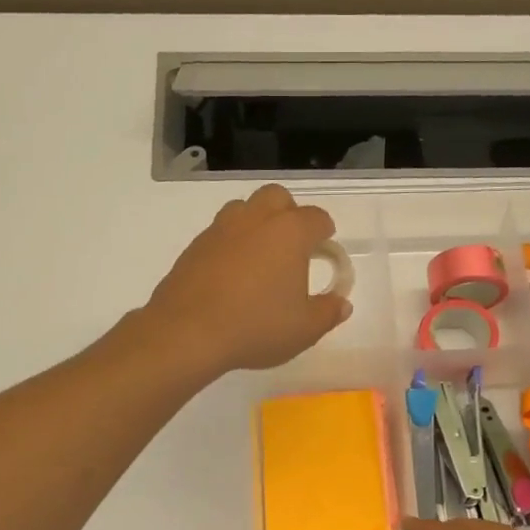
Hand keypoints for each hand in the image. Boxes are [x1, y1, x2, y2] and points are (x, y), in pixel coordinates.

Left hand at [143, 184, 350, 378]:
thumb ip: (328, 312)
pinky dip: (231, 244)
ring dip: (257, 223)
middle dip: (289, 214)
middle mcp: (255, 220)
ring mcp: (221, 229)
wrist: (187, 332)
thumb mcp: (304, 329)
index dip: (325, 232)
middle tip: (293, 246)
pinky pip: (220, 232)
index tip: (325, 248)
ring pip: (244, 208)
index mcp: (290, 233)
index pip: (316, 218)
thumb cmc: (256, 327)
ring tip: (260, 258)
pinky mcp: (194, 246)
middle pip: (277, 197)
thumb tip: (342, 303)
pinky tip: (231, 275)